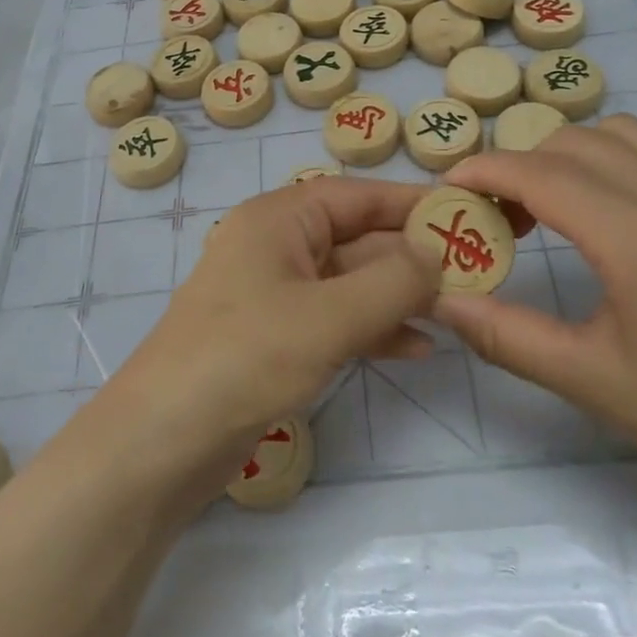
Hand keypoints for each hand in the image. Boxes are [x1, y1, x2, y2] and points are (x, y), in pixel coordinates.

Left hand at [111, 178, 440, 490]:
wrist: (162, 441)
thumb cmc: (245, 357)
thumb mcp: (328, 316)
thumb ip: (392, 282)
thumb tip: (436, 255)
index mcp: (279, 219)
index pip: (356, 195)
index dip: (410, 204)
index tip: (465, 215)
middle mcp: (276, 246)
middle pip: (356, 238)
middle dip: (410, 258)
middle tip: (474, 275)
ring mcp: (274, 294)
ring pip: (349, 282)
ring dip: (397, 296)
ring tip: (454, 313)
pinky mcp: (275, 338)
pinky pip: (335, 320)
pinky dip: (373, 329)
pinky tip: (416, 348)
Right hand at [434, 116, 636, 511]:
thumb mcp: (588, 380)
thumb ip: (504, 335)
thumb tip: (439, 300)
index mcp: (636, 239)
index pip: (540, 174)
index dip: (485, 170)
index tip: (451, 186)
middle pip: (573, 143)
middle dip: (522, 166)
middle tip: (504, 214)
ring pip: (625, 130)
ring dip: (578, 151)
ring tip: (563, 198)